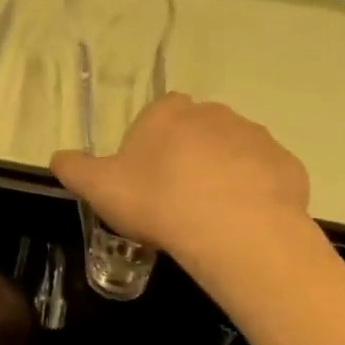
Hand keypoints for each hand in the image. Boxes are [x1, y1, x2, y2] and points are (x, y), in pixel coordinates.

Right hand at [50, 94, 311, 285]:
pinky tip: (238, 223)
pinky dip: (252, 193)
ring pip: (232, 152)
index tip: (145, 177)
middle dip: (187, 156)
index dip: (150, 144)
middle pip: (196, 131)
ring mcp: (256, 137)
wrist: (234, 231)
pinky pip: (263, 176)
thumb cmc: (158, 201)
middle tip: (174, 198)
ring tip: (207, 216)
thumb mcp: (98, 188)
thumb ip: (74, 168)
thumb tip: (57, 157)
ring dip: (222, 174)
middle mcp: (214, 114)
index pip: (158, 114)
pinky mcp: (286, 165)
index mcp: (168, 113)